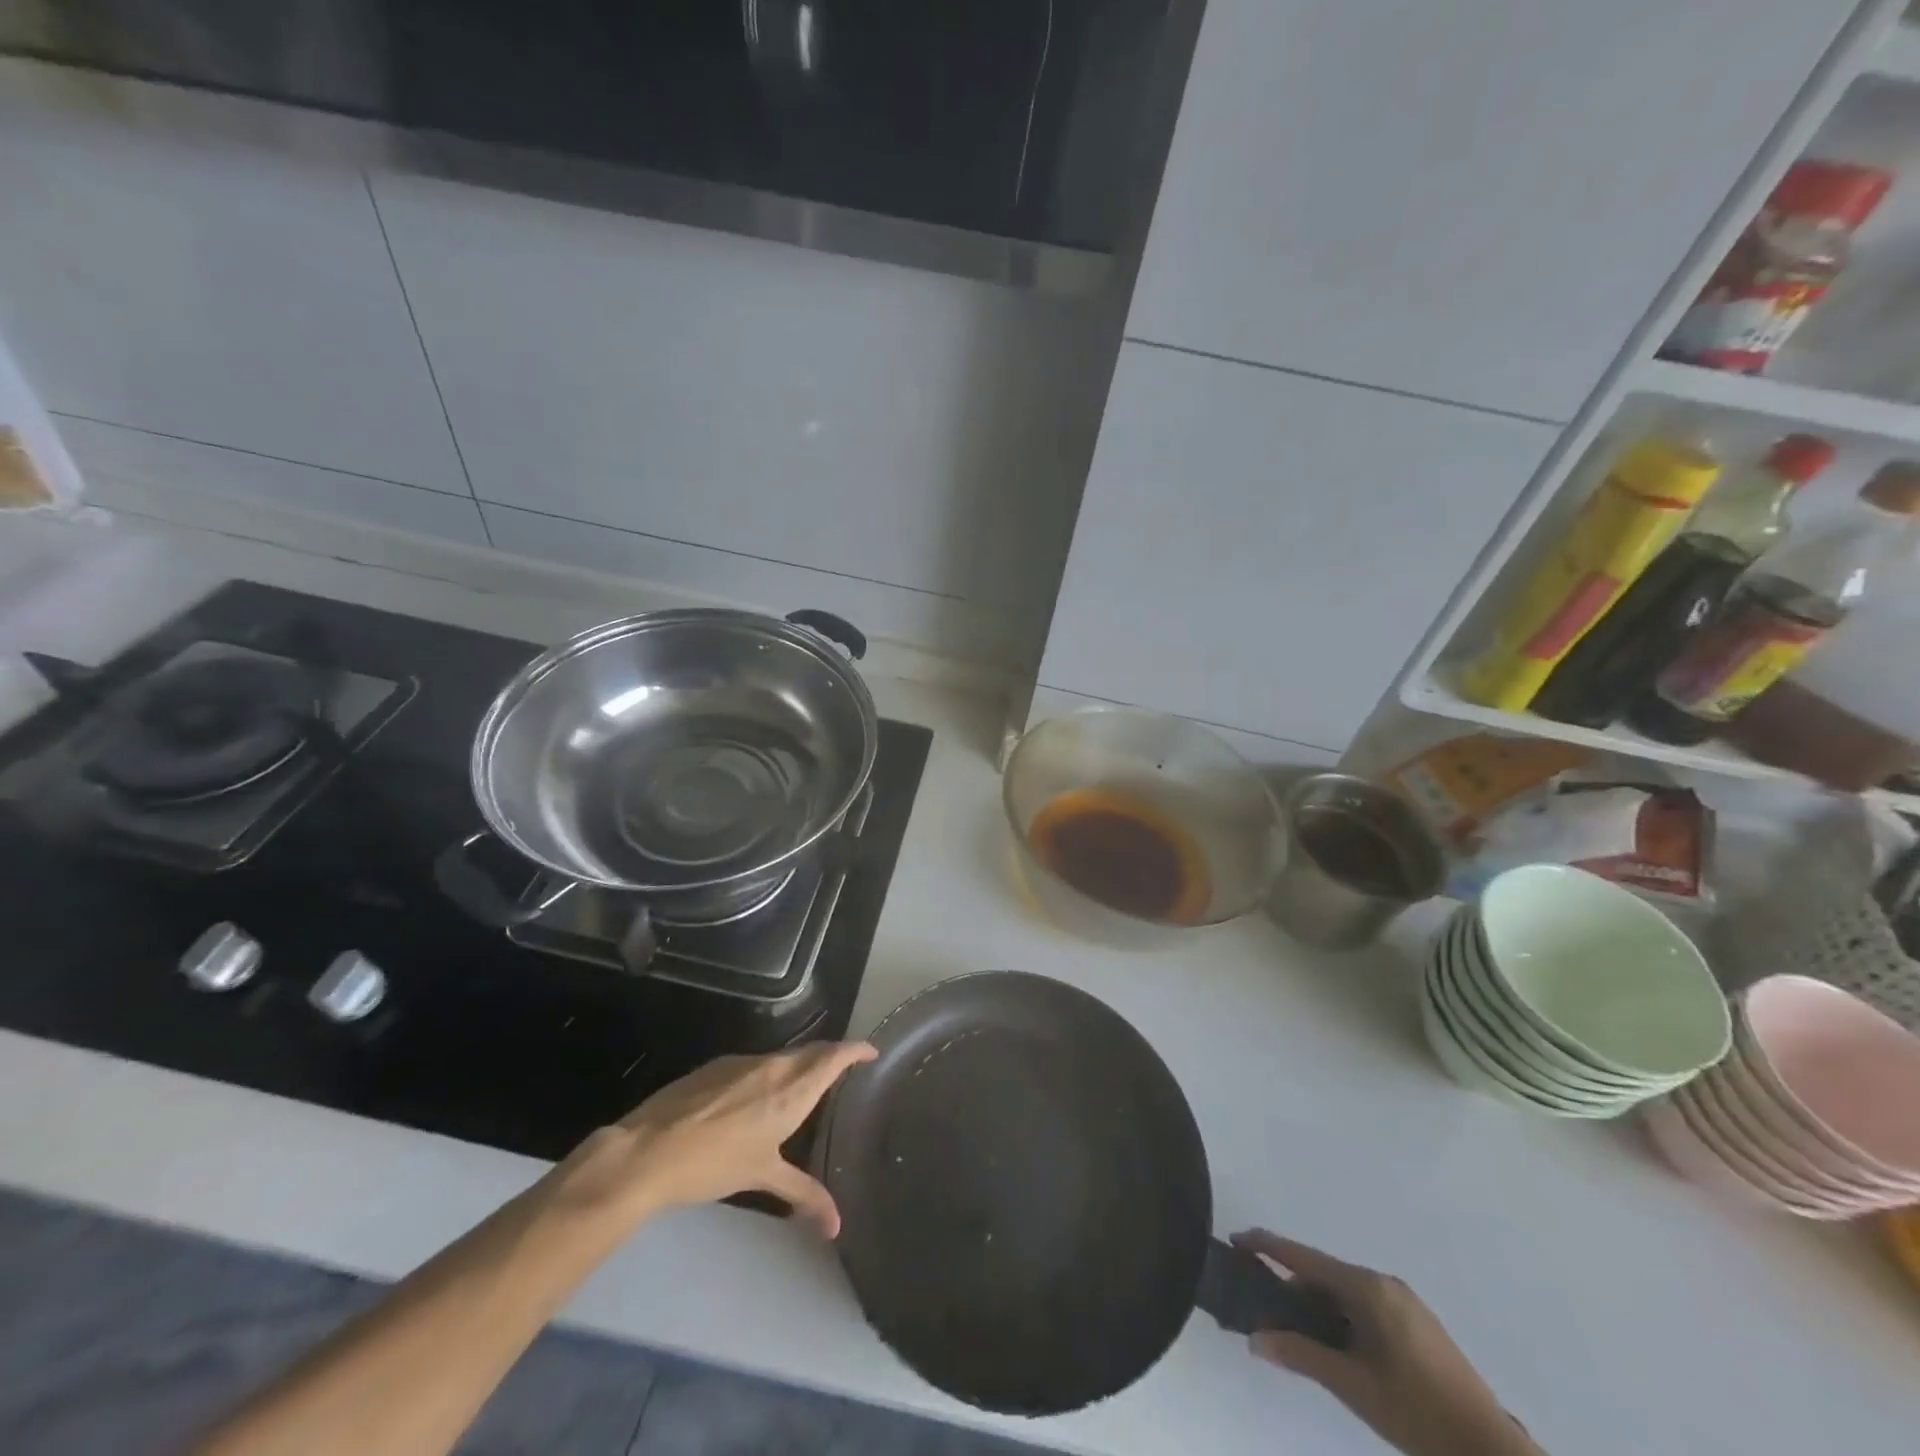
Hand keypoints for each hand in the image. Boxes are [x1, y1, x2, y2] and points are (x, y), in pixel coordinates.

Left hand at [548, 1043, 877, 1238]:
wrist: (648, 1151)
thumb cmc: (714, 1163)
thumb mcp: (763, 1177)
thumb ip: (803, 1195)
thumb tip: (836, 1226)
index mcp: (792, 1088)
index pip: (834, 1055)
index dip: (856, 1050)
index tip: (872, 1052)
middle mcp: (773, 1066)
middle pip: (812, 1050)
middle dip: (832, 1055)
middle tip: (846, 1070)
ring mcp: (743, 1062)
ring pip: (784, 1056)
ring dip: (801, 1064)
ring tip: (807, 1086)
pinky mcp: (717, 1066)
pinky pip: (757, 1063)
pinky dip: (772, 1072)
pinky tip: (760, 1097)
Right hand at [1233, 1231, 1540, 1455]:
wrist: (1492, 1454)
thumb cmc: (1417, 1412)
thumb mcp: (1352, 1385)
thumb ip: (1300, 1354)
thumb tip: (1254, 1338)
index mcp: (1368, 1288)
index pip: (1304, 1257)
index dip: (1267, 1246)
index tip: (1235, 1241)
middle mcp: (1384, 1283)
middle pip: (1324, 1274)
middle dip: (1292, 1288)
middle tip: (1265, 1312)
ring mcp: (1405, 1303)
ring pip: (1345, 1292)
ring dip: (1317, 1306)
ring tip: (1297, 1335)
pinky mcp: (1418, 1325)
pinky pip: (1365, 1306)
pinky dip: (1341, 1317)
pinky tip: (1336, 1346)